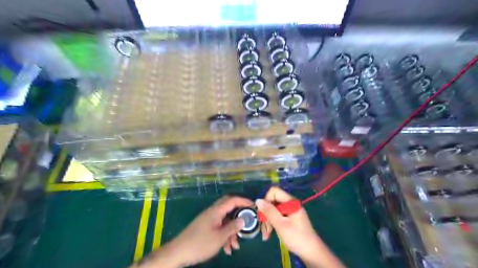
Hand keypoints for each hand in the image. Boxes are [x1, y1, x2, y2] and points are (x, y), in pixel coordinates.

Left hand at [148, 195, 252, 265]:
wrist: (178, 252)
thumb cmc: (200, 244)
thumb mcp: (219, 237)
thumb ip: (233, 227)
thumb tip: (243, 219)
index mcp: (216, 211)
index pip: (232, 200)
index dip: (244, 201)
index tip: (254, 206)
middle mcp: (213, 212)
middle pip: (229, 207)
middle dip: (239, 214)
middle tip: (247, 220)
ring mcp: (209, 219)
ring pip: (225, 220)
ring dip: (232, 230)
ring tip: (236, 245)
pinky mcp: (206, 226)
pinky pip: (219, 227)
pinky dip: (225, 235)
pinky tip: (227, 248)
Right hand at [256, 187, 345, 266]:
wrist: (311, 252)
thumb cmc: (296, 237)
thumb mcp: (280, 224)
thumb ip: (269, 211)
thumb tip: (258, 200)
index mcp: (290, 201)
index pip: (274, 191)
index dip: (266, 200)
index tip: (263, 213)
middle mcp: (290, 203)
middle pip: (272, 201)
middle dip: (266, 213)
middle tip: (263, 227)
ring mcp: (290, 211)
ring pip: (273, 210)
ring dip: (268, 221)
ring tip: (266, 234)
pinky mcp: (289, 218)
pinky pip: (277, 216)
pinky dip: (272, 223)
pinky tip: (269, 233)